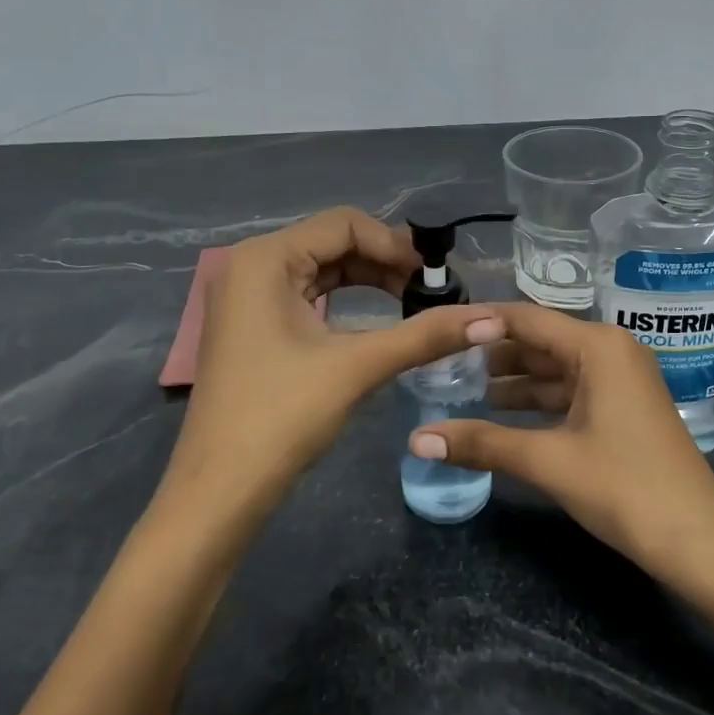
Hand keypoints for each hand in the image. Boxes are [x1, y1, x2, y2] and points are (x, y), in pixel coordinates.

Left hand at [169, 208, 504, 510]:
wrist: (220, 490)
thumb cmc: (283, 416)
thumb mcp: (358, 366)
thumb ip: (425, 334)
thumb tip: (492, 317)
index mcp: (265, 259)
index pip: (344, 224)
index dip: (395, 244)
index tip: (436, 276)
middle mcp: (250, 266)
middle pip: (333, 242)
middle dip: (385, 263)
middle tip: (432, 292)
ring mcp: (247, 297)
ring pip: (322, 269)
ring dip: (369, 281)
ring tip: (414, 304)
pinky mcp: (252, 325)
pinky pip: (308, 295)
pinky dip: (346, 301)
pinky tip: (378, 319)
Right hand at [405, 304, 713, 579]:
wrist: (698, 540)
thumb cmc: (625, 487)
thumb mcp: (549, 461)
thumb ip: (483, 443)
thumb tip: (417, 440)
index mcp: (598, 346)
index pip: (526, 320)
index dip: (479, 325)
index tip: (435, 333)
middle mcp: (611, 351)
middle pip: (539, 342)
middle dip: (491, 355)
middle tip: (439, 365)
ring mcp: (620, 380)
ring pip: (554, 370)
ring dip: (512, 381)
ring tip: (459, 390)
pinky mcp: (622, 408)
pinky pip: (570, 392)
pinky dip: (537, 402)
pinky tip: (502, 415)